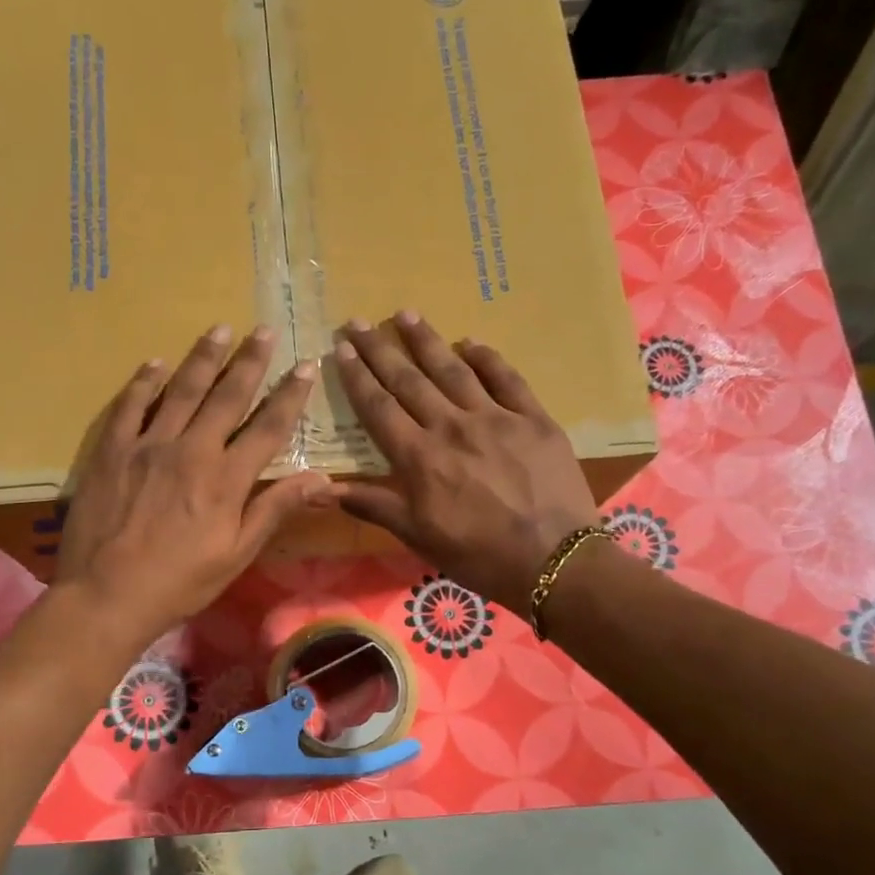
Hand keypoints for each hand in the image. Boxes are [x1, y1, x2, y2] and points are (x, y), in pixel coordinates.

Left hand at [56, 324, 331, 646]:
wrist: (107, 594)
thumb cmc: (180, 583)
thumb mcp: (237, 554)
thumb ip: (274, 510)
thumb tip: (322, 479)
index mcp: (226, 479)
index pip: (268, 427)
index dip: (290, 396)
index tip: (306, 367)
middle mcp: (191, 450)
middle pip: (227, 396)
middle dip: (250, 361)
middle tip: (264, 330)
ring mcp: (148, 445)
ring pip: (181, 389)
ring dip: (203, 357)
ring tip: (219, 329)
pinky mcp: (112, 450)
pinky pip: (131, 405)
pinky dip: (145, 381)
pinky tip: (156, 363)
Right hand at [333, 314, 600, 611]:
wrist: (553, 561)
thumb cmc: (478, 555)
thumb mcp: (419, 537)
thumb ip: (374, 505)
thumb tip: (321, 488)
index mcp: (420, 458)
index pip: (379, 408)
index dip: (357, 377)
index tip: (341, 349)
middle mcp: (452, 427)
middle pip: (409, 380)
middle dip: (380, 349)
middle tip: (358, 321)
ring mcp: (496, 418)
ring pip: (453, 370)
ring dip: (426, 341)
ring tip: (405, 314)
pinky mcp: (534, 419)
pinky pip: (506, 378)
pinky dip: (487, 358)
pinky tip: (471, 343)